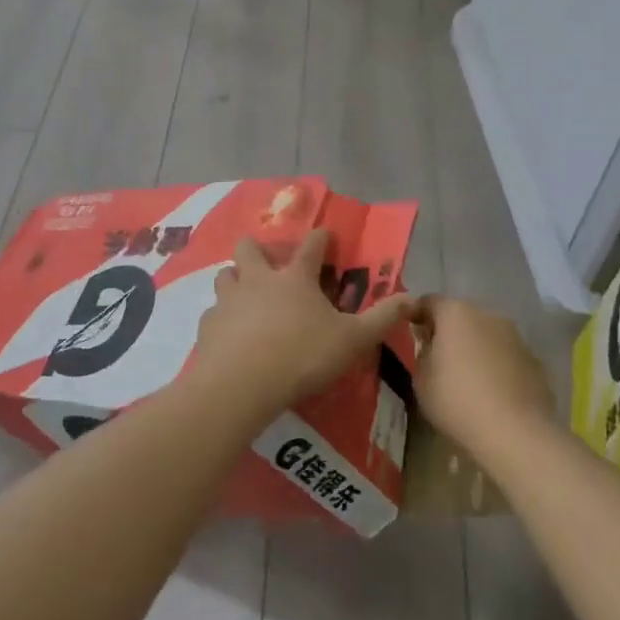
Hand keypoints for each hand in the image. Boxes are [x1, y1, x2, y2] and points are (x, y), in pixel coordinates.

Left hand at [194, 228, 414, 412]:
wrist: (242, 383)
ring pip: (225, 275)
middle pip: (250, 247)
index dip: (320, 238)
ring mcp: (228, 300)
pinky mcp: (208, 325)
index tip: (324, 235)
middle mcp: (258, 279)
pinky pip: (213, 313)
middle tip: (269, 264)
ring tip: (245, 296)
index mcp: (294, 278)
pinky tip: (230, 335)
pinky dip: (222, 319)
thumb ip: (381, 318)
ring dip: (235, 279)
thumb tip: (411, 297)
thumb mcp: (353, 340)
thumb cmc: (302, 355)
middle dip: (258, 249)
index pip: (310, 246)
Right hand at [414, 298, 555, 459]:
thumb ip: (422, 352)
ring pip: (486, 334)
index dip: (416, 313)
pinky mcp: (534, 360)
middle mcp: (487, 315)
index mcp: (455, 313)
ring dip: (474, 346)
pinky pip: (505, 355)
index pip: (429, 302)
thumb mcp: (422, 379)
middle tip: (436, 353)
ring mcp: (515, 336)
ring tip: (466, 374)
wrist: (515, 433)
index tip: (408, 328)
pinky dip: (495, 364)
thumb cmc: (457, 401)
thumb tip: (430, 344)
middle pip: (460, 315)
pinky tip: (491, 390)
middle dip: (448, 330)